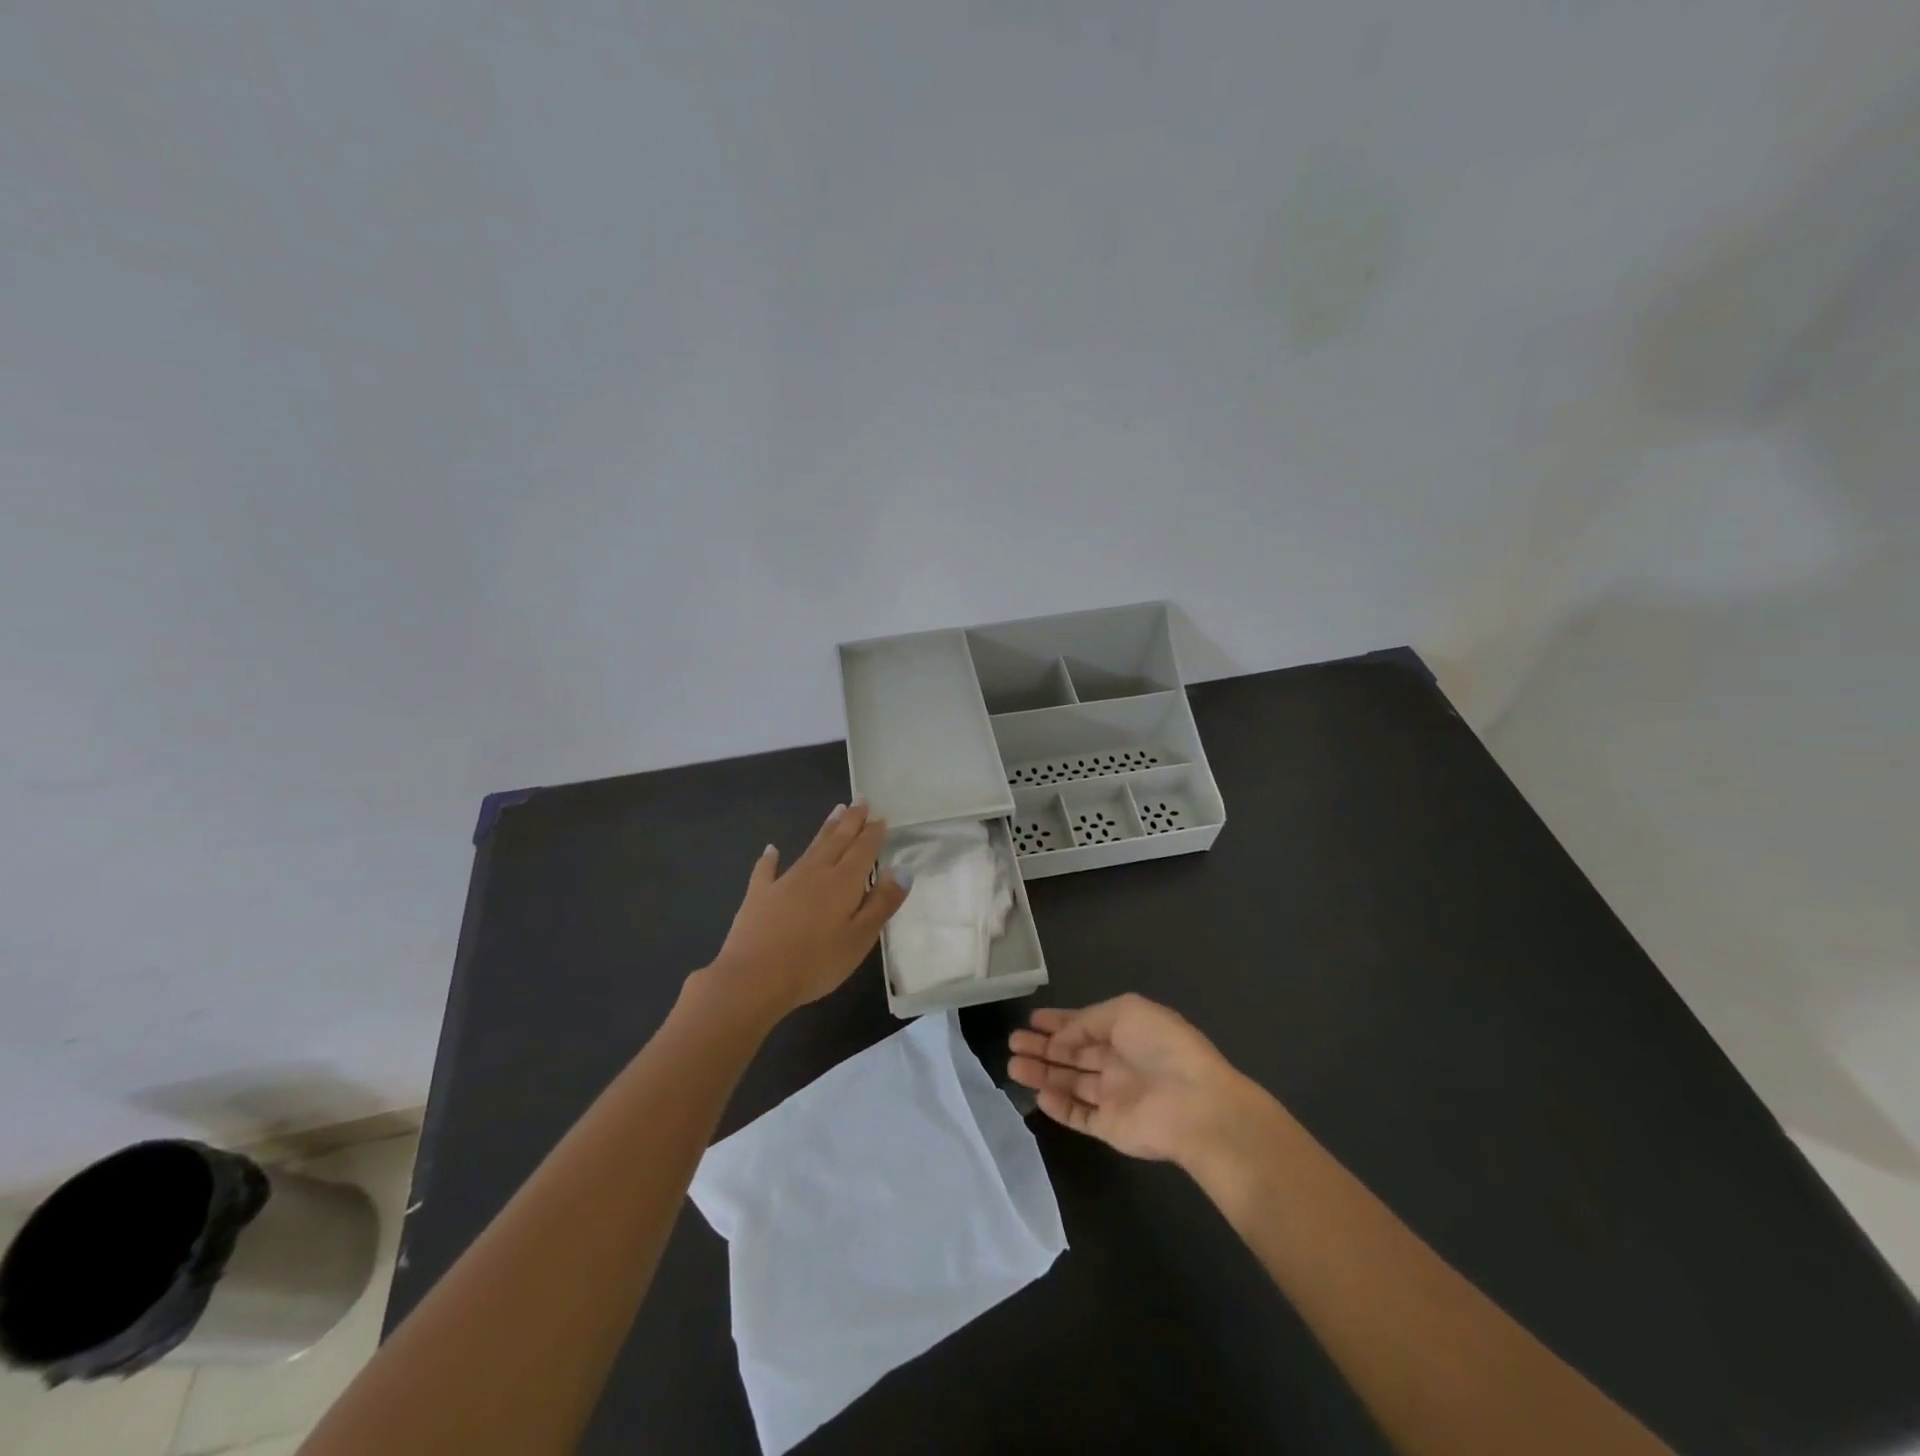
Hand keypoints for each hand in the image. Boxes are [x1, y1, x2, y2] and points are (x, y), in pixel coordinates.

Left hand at [704, 800, 910, 1018]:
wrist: (753, 978)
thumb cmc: (816, 963)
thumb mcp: (860, 938)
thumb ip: (882, 903)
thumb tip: (902, 871)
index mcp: (843, 882)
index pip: (863, 850)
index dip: (873, 834)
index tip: (880, 817)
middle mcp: (816, 873)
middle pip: (838, 841)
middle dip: (851, 821)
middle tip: (860, 800)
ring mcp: (784, 882)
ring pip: (810, 848)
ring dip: (825, 830)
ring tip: (836, 811)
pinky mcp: (759, 896)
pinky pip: (766, 870)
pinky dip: (770, 858)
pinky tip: (771, 849)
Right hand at [1007, 994, 1257, 1168]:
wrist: (1195, 1105)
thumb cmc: (1162, 1048)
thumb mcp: (1125, 1012)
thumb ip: (1087, 1021)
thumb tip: (1060, 1038)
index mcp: (1127, 1032)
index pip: (1086, 1025)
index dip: (1059, 1022)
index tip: (1032, 1019)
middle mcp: (1119, 1063)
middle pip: (1073, 1054)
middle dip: (1043, 1047)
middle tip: (1013, 1042)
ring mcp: (1115, 1097)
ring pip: (1071, 1084)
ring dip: (1043, 1074)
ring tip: (1012, 1066)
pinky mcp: (1111, 1127)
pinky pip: (1079, 1116)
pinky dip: (1058, 1106)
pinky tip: (1038, 1094)